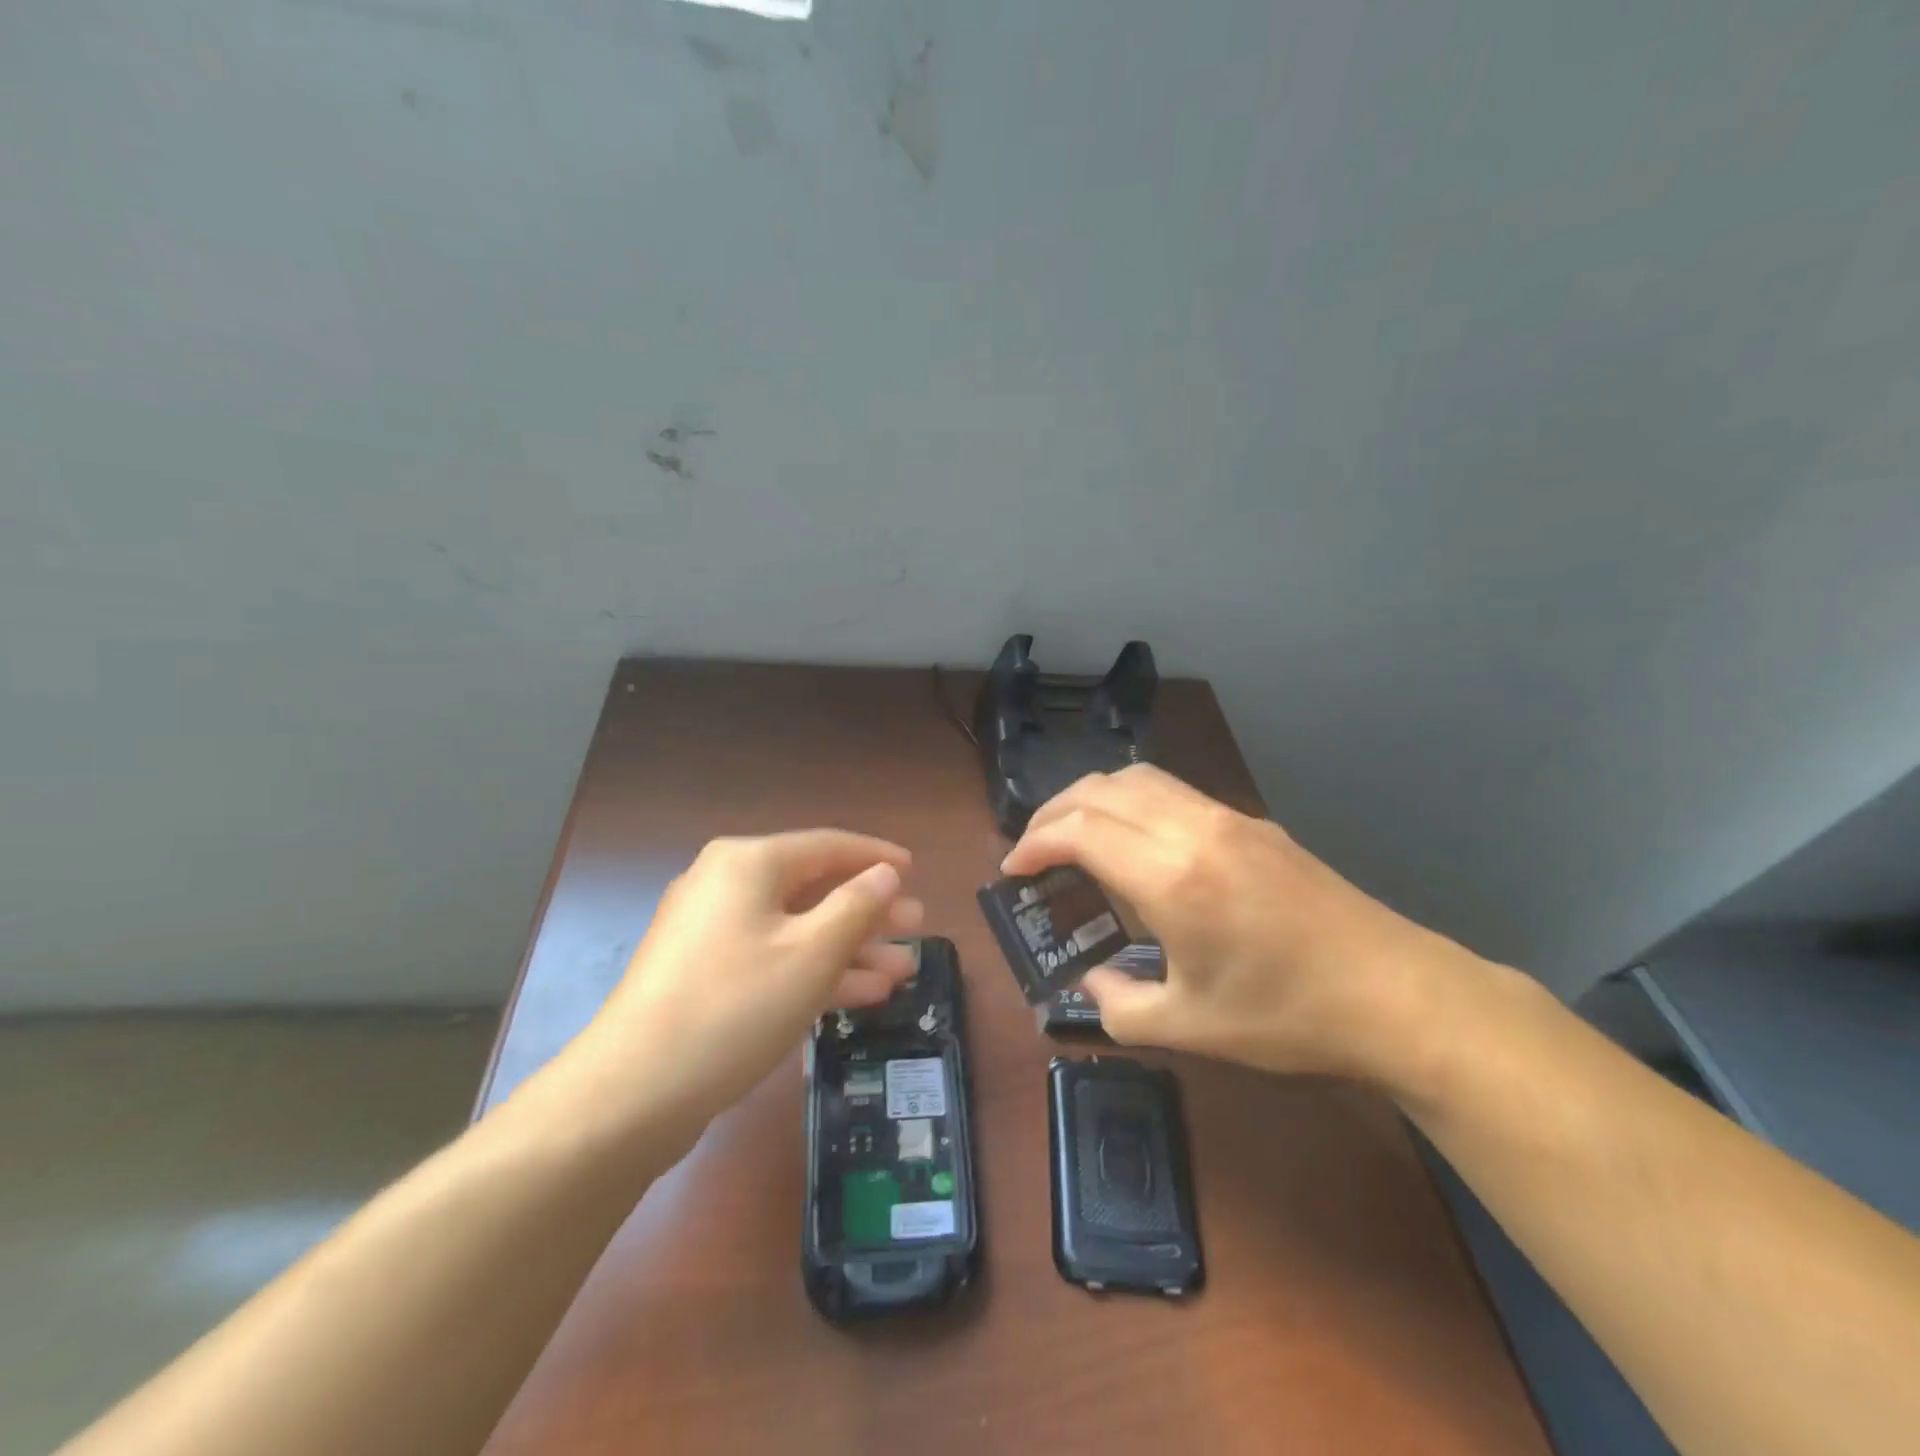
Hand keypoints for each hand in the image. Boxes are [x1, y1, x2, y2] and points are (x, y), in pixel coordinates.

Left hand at [561, 831, 923, 1133]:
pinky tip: (862, 994)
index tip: (914, 870)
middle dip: (868, 911)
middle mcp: (726, 885)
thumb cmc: (736, 1004)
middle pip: (813, 888)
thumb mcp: (812, 952)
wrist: (635, 1091)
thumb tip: (886, 873)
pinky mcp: (707, 976)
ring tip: (903, 969)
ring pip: (797, 929)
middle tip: (916, 927)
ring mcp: (712, 933)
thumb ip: (857, 905)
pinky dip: (816, 972)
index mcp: (748, 863)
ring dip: (850, 949)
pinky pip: (774, 959)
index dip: (875, 857)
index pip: (827, 845)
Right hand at [1001, 765, 1479, 1083]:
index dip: (1035, 844)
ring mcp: (1227, 817)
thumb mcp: (1188, 1028)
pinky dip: (1130, 801)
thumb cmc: (1286, 1017)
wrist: (1395, 994)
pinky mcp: (1251, 822)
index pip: (1079, 830)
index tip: (1012, 871)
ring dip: (1092, 797)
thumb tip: (1089, 981)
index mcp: (1171, 878)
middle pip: (1101, 789)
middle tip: (1032, 849)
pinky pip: (1172, 790)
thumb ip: (1118, 1005)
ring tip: (1072, 834)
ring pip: (1138, 778)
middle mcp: (1193, 829)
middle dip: (1053, 812)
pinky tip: (1132, 839)